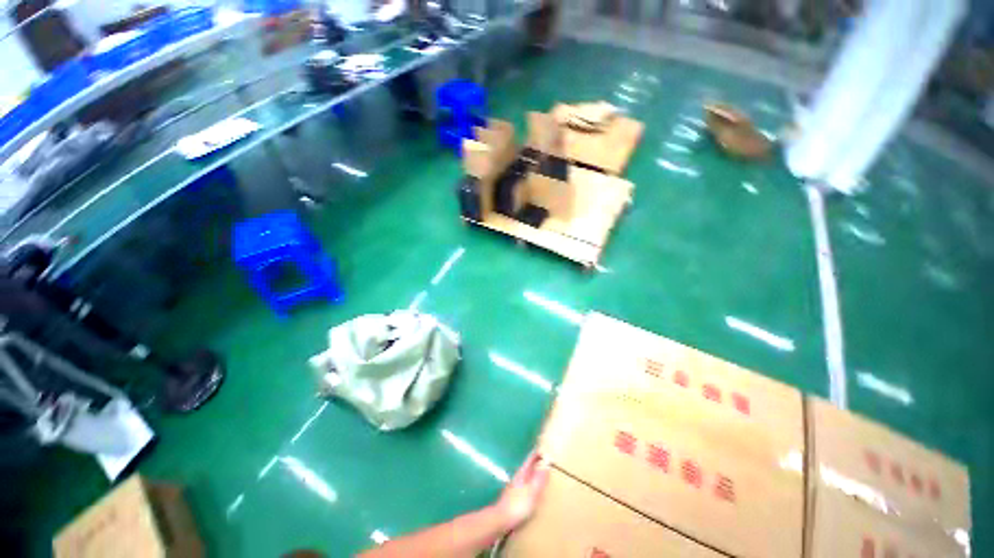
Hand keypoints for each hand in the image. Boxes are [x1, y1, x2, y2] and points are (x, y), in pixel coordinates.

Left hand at [494, 452, 550, 530]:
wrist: (501, 520)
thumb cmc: (518, 505)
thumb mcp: (532, 492)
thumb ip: (539, 478)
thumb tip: (547, 462)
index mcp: (522, 474)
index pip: (530, 459)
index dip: (537, 453)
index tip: (545, 448)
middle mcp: (518, 478)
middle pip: (528, 467)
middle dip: (536, 462)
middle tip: (546, 459)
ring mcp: (515, 487)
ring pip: (526, 476)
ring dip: (534, 473)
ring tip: (542, 474)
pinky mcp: (514, 498)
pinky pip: (526, 486)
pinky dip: (531, 484)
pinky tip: (534, 490)